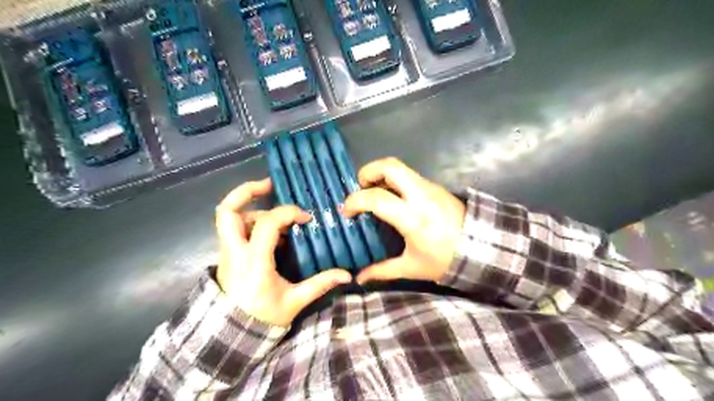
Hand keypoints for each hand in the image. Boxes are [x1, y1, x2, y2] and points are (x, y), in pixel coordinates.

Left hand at [216, 180, 351, 326]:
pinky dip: (251, 222)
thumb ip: (319, 284)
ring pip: (228, 217)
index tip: (306, 218)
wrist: (232, 335)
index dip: (288, 213)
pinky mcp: (227, 255)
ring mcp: (227, 252)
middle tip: (270, 185)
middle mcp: (235, 251)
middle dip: (247, 191)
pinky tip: (271, 232)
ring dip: (252, 208)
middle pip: (227, 211)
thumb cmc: (262, 318)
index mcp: (253, 261)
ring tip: (276, 214)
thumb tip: (347, 275)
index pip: (267, 223)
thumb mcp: (294, 302)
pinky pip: (234, 229)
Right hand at [343, 156, 465, 285]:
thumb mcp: (412, 268)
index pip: (376, 198)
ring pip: (400, 167)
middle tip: (360, 188)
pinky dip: (394, 180)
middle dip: (368, 172)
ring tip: (373, 192)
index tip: (347, 212)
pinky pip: (410, 175)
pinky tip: (392, 197)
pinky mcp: (436, 186)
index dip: (355, 201)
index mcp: (412, 218)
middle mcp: (420, 195)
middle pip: (390, 166)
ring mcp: (430, 187)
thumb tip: (359, 278)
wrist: (483, 249)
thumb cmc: (445, 260)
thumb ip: (383, 271)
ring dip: (381, 174)